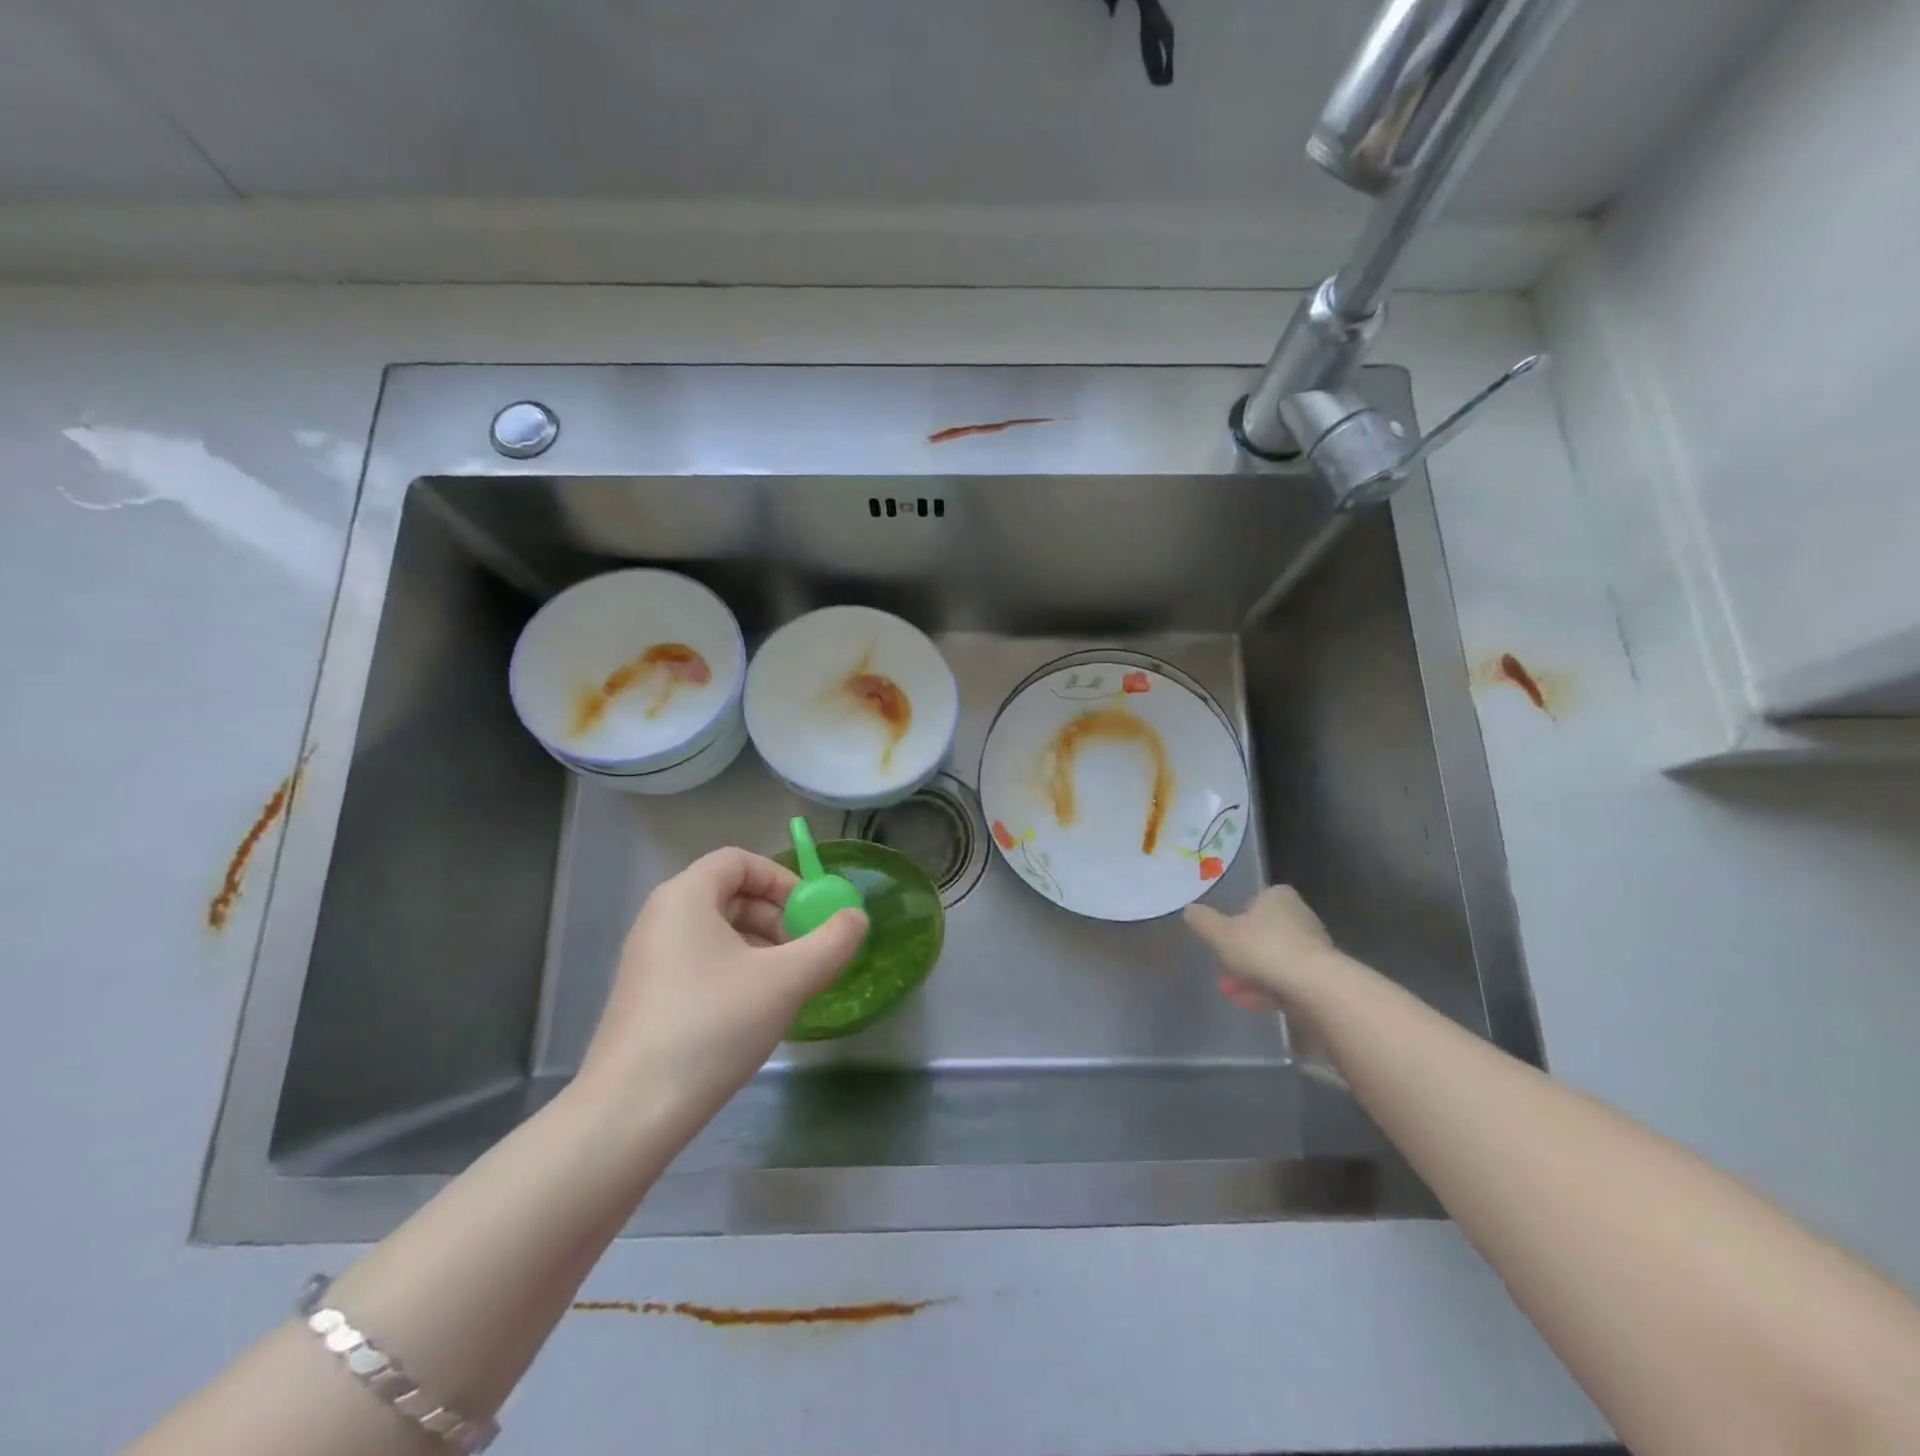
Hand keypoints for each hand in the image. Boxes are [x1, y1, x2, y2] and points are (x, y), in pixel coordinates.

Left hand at [579, 848, 867, 1129]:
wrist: (631, 1112)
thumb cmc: (713, 1025)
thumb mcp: (786, 980)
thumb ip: (831, 942)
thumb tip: (856, 917)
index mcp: (685, 896)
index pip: (739, 861)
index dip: (782, 879)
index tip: (811, 914)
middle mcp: (661, 918)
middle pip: (729, 894)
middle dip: (776, 917)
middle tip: (806, 952)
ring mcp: (649, 959)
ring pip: (718, 933)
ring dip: (761, 948)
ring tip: (788, 986)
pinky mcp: (647, 997)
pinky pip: (700, 963)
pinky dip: (736, 972)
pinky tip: (755, 1012)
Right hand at [1185, 885, 1339, 1011]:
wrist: (1315, 987)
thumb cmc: (1264, 949)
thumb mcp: (1221, 934)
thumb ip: (1203, 921)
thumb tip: (1189, 909)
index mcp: (1278, 897)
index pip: (1254, 902)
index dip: (1236, 920)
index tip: (1224, 939)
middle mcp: (1300, 915)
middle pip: (1264, 933)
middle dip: (1244, 953)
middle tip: (1225, 971)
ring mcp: (1314, 946)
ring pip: (1275, 958)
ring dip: (1255, 974)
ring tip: (1234, 993)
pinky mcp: (1322, 975)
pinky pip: (1288, 979)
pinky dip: (1270, 988)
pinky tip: (1253, 1003)